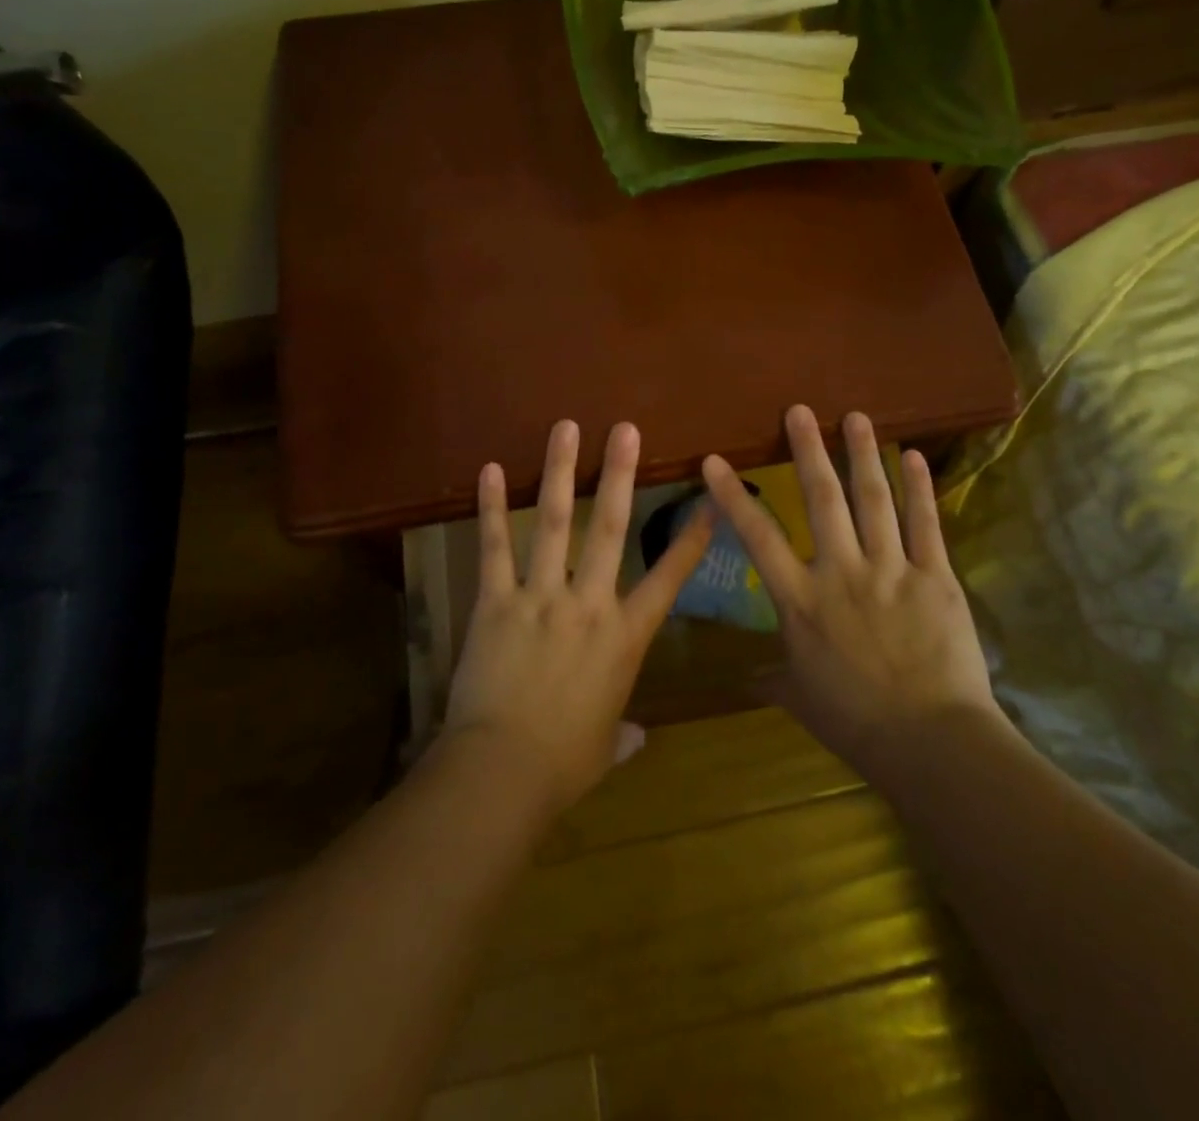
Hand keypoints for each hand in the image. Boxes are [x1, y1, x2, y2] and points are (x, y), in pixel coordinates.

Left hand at [443, 420, 715, 816]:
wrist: (503, 772)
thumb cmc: (563, 764)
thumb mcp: (602, 748)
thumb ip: (622, 735)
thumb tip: (637, 740)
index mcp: (625, 637)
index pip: (668, 580)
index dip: (690, 540)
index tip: (708, 502)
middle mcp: (588, 603)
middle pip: (610, 527)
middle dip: (620, 474)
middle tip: (626, 430)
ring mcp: (541, 596)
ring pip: (555, 521)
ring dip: (561, 471)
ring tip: (566, 428)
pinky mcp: (495, 601)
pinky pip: (494, 547)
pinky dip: (492, 507)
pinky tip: (490, 469)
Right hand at [701, 405, 1001, 776]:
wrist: (929, 742)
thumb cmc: (855, 722)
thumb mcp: (801, 698)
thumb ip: (773, 678)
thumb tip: (748, 680)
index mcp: (801, 601)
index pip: (758, 538)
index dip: (733, 497)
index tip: (715, 461)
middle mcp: (841, 572)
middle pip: (822, 499)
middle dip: (808, 450)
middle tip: (800, 410)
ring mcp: (891, 570)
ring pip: (874, 500)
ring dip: (863, 454)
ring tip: (856, 416)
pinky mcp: (935, 577)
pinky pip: (925, 523)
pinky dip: (919, 487)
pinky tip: (912, 456)